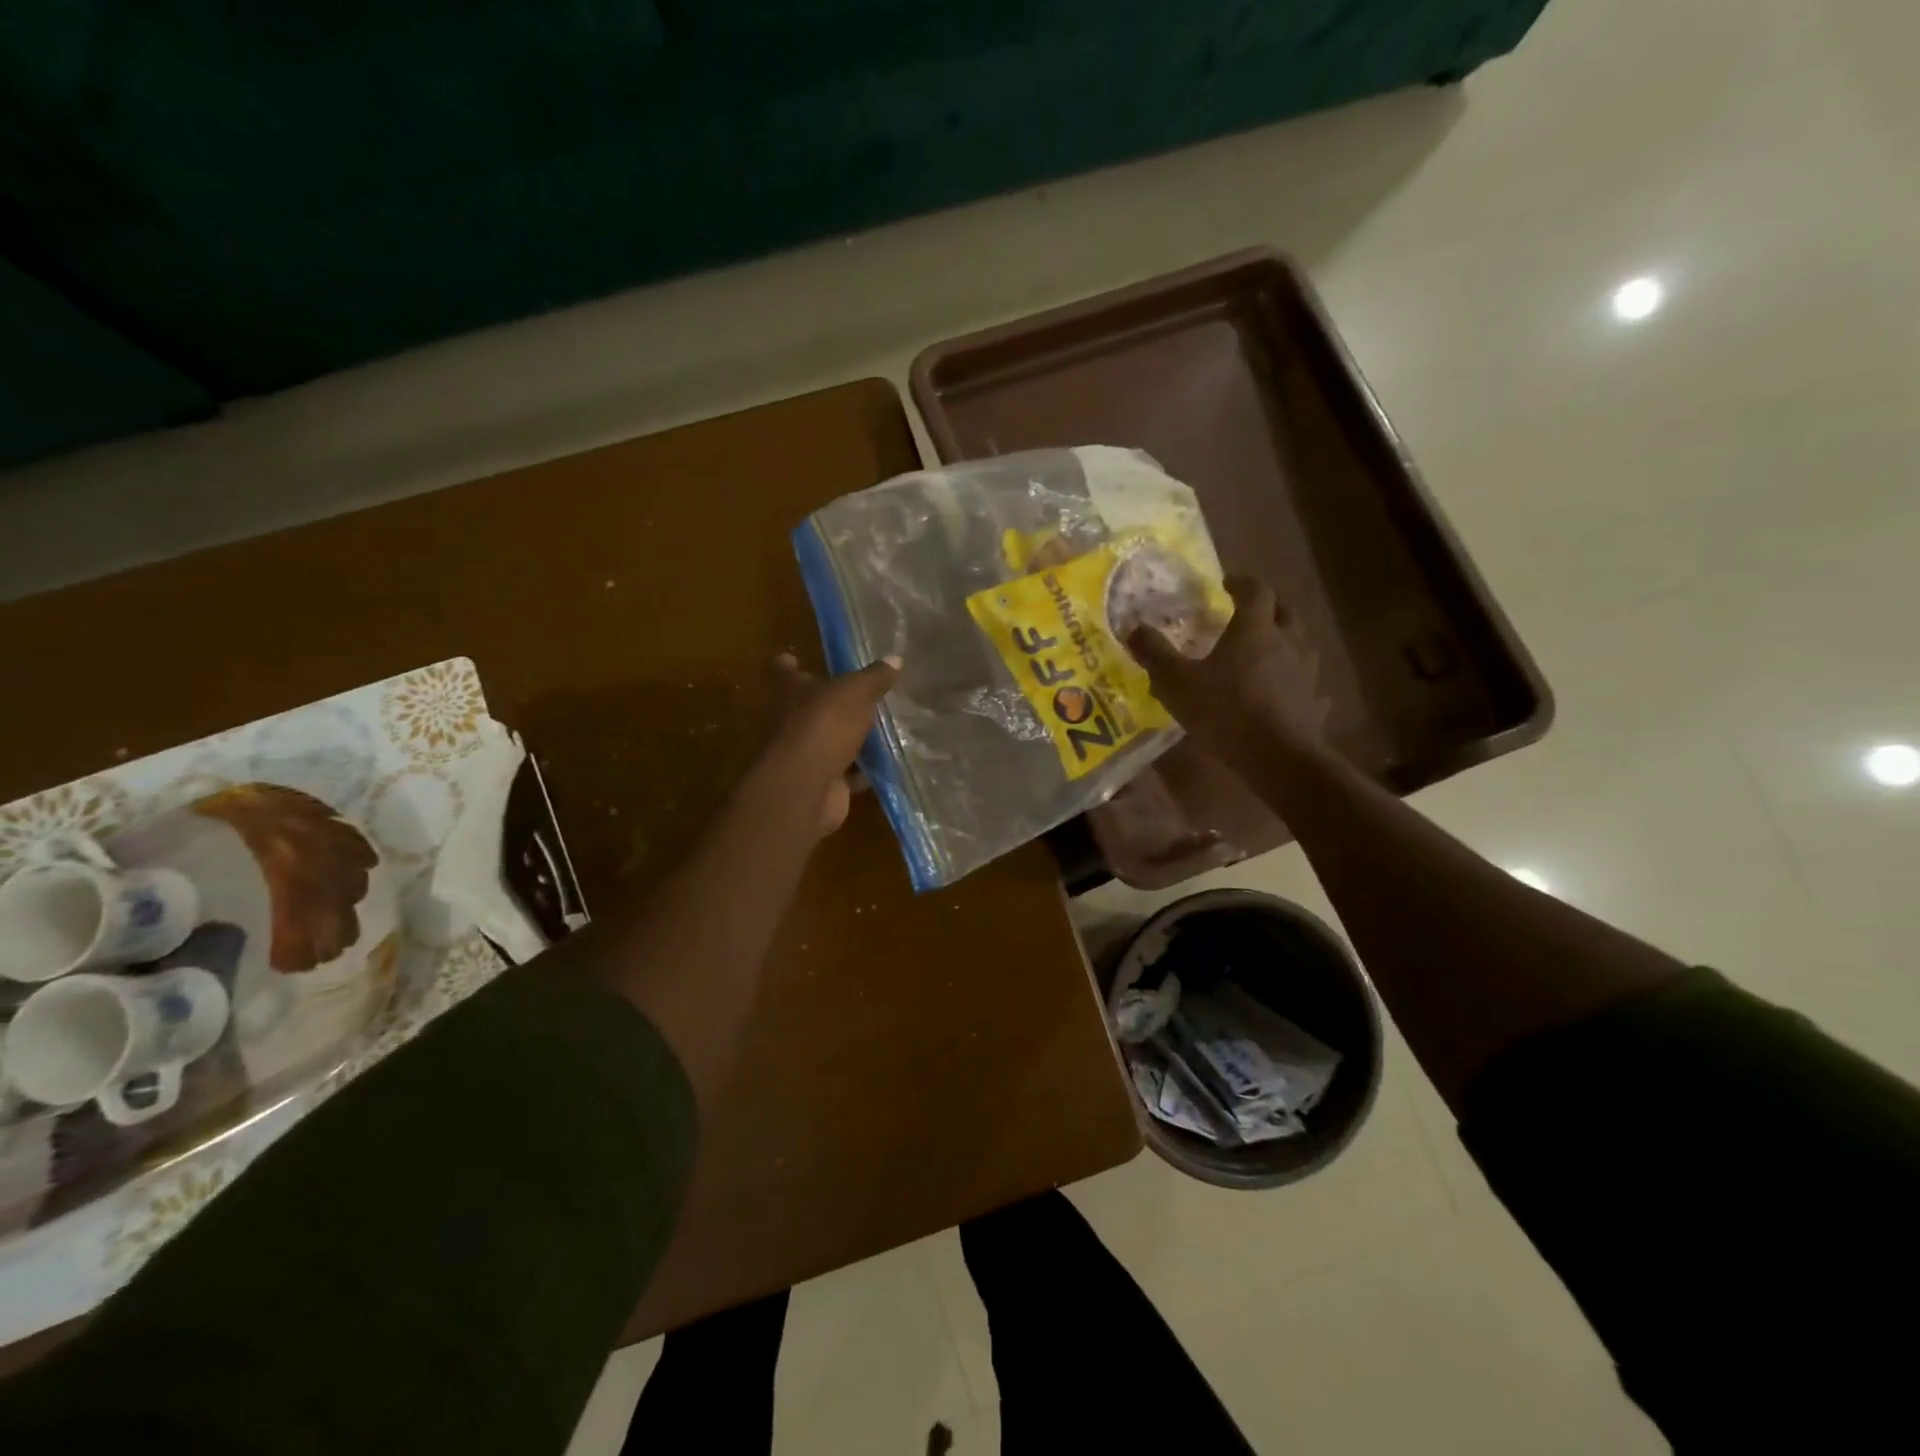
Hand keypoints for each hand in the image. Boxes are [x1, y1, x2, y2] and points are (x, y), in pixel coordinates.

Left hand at [760, 654, 900, 834]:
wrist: (806, 787)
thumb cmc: (823, 726)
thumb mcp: (854, 693)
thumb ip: (874, 678)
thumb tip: (896, 658)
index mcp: (792, 692)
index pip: (785, 672)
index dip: (790, 665)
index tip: (794, 657)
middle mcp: (793, 722)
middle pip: (811, 707)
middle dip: (832, 703)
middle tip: (862, 695)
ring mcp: (807, 755)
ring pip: (831, 741)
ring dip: (852, 738)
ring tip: (883, 728)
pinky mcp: (823, 782)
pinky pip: (847, 773)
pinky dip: (863, 771)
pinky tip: (887, 765)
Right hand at [1128, 576, 1330, 768]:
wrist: (1278, 758)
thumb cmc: (1225, 712)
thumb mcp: (1177, 683)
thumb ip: (1155, 654)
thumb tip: (1133, 628)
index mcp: (1254, 630)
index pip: (1256, 590)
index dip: (1242, 582)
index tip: (1226, 583)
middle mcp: (1287, 642)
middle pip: (1284, 610)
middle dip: (1267, 606)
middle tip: (1247, 611)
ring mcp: (1306, 673)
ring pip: (1300, 644)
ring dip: (1284, 639)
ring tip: (1265, 650)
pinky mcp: (1313, 702)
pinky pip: (1308, 684)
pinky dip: (1296, 681)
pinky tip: (1287, 691)